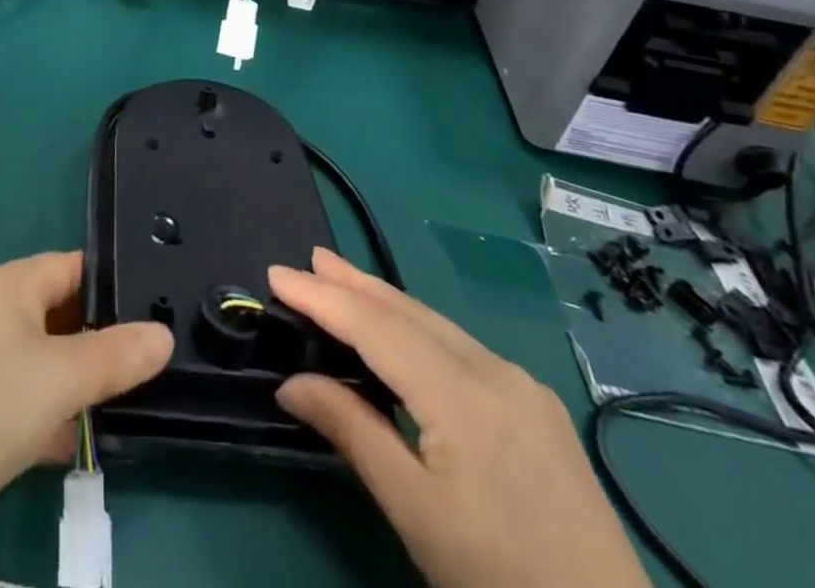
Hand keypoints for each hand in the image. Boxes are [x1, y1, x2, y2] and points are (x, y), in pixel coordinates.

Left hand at [0, 251, 172, 587]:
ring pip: (48, 367)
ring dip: (83, 386)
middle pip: (62, 316)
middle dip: (106, 339)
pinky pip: (29, 410)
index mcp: (9, 286)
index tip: (164, 305)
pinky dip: (56, 424)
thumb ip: (115, 355)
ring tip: (138, 406)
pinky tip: (86, 448)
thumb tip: (163, 332)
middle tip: (162, 363)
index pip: (73, 267)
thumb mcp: (59, 375)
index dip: (115, 283)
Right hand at [271, 248, 649, 587]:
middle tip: (308, 258)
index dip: (322, 297)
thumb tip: (291, 383)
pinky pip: (461, 347)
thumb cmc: (499, 583)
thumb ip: (352, 432)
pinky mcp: (538, 408)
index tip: (276, 275)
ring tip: (342, 278)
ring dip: (384, 301)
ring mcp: (523, 387)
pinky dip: (417, 328)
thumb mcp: (415, 513)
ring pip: (436, 324)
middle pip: (408, 312)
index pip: (375, 327)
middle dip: (354, 283)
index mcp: (462, 395)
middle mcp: (494, 371)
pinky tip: (402, 332)